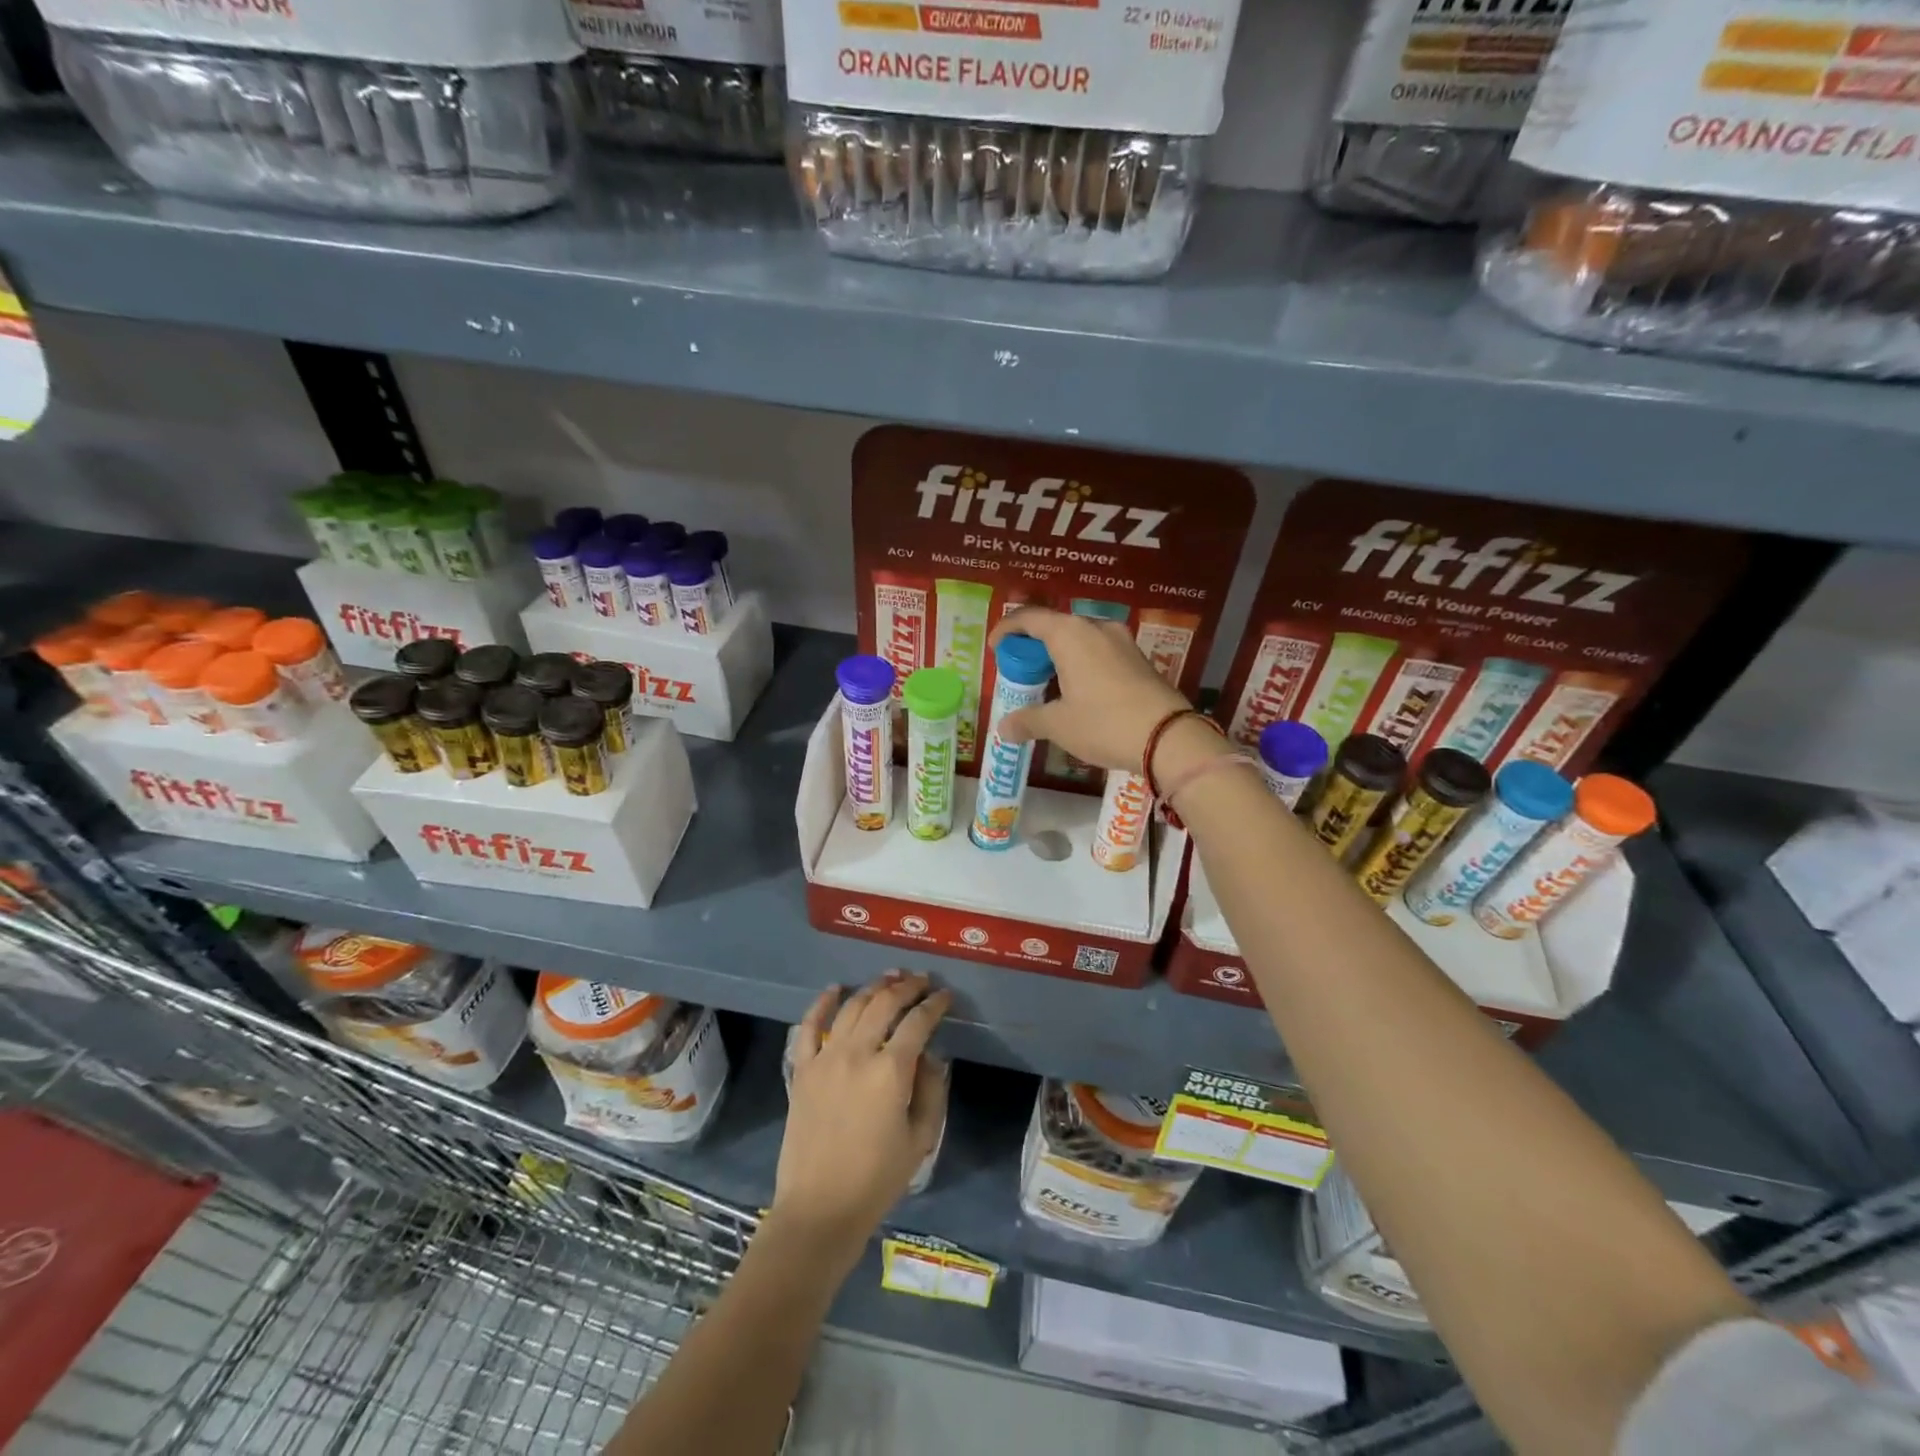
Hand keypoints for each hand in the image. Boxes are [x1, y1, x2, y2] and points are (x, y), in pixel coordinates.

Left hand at [772, 972, 951, 1260]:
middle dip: (907, 987)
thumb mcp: (921, 1139)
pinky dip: (822, 1003)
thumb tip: (930, 1055)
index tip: (945, 996)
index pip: (918, 1022)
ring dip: (872, 987)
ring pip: (852, 1006)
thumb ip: (931, 1090)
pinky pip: (809, 1026)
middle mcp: (858, 1053)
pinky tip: (835, 989)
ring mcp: (826, 1058)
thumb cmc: (877, 1179)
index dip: (935, 1004)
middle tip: (921, 980)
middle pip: (885, 1004)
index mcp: (891, 1071)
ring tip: (889, 978)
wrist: (820, 1209)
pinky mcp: (802, 1070)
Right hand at [989, 607, 1193, 772]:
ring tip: (1048, 685)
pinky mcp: (1139, 658)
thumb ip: (1028, 720)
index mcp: (1070, 634)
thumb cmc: (1104, 723)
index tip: (995, 648)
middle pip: (1055, 627)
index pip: (1029, 618)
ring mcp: (1122, 641)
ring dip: (1059, 656)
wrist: (1169, 737)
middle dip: (1033, 647)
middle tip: (1021, 672)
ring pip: (1080, 639)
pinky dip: (1081, 664)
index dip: (1007, 629)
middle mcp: (1096, 628)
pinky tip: (1078, 692)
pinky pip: (1099, 652)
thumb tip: (1004, 727)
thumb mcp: (1059, 725)